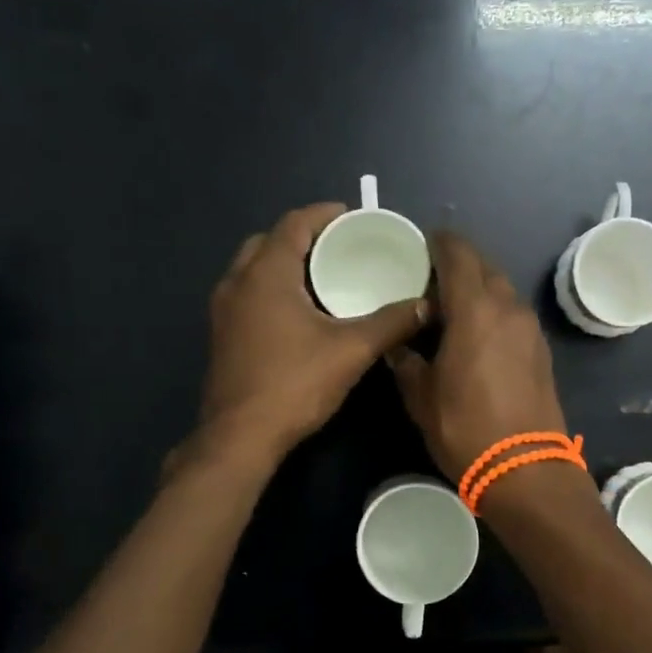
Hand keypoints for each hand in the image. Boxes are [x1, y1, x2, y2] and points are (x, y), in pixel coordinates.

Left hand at [198, 203, 428, 462]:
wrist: (240, 437)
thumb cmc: (294, 384)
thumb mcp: (352, 350)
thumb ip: (392, 322)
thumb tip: (428, 305)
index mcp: (266, 274)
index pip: (293, 223)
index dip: (324, 214)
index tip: (353, 217)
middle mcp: (237, 283)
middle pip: (269, 242)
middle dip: (304, 237)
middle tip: (339, 248)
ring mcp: (224, 311)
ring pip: (255, 269)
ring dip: (286, 263)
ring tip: (324, 277)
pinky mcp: (223, 335)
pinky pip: (248, 294)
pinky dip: (273, 288)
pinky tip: (301, 313)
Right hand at [388, 231, 567, 481]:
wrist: (526, 469)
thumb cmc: (466, 428)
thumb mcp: (422, 397)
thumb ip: (408, 363)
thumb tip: (400, 348)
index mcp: (475, 309)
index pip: (459, 255)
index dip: (440, 242)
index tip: (423, 243)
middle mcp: (508, 308)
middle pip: (484, 267)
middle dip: (460, 264)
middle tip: (431, 279)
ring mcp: (530, 329)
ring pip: (502, 290)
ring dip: (479, 289)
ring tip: (452, 307)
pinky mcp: (541, 350)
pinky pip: (513, 314)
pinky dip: (494, 311)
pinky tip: (477, 333)